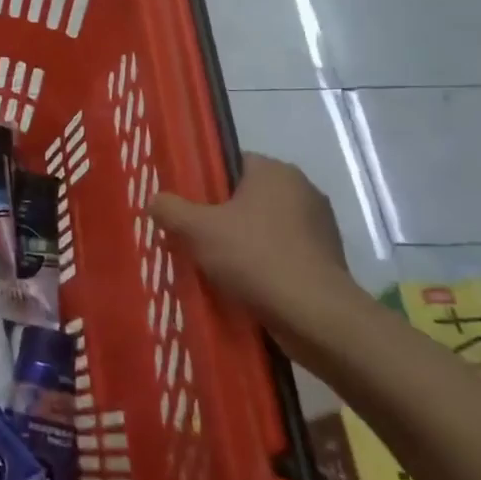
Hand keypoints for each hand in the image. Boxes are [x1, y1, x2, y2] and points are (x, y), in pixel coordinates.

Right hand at [149, 154, 358, 334]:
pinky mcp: (326, 258)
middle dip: (220, 215)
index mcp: (275, 171)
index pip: (230, 163)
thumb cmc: (255, 257)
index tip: (184, 206)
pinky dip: (262, 263)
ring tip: (213, 264)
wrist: (316, 316)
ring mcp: (319, 225)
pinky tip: (243, 283)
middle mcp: (302, 189)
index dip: (203, 183)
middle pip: (246, 196)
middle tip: (192, 236)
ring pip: (264, 226)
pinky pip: (282, 251)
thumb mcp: (197, 230)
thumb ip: (170, 209)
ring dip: (241, 241)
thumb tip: (155, 200)